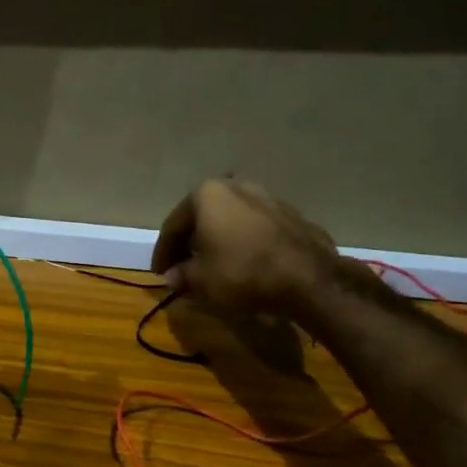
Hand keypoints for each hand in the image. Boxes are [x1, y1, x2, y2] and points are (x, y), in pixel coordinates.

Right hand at [150, 179, 340, 317]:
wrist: (307, 278)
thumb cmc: (241, 272)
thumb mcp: (200, 280)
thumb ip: (182, 275)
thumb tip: (172, 276)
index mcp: (207, 194)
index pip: (173, 225)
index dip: (163, 252)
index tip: (159, 273)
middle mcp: (237, 187)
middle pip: (203, 217)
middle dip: (191, 243)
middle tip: (183, 267)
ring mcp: (268, 198)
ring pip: (231, 221)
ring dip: (218, 241)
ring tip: (213, 266)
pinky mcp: (292, 216)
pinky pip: (255, 230)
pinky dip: (243, 244)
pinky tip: (243, 264)